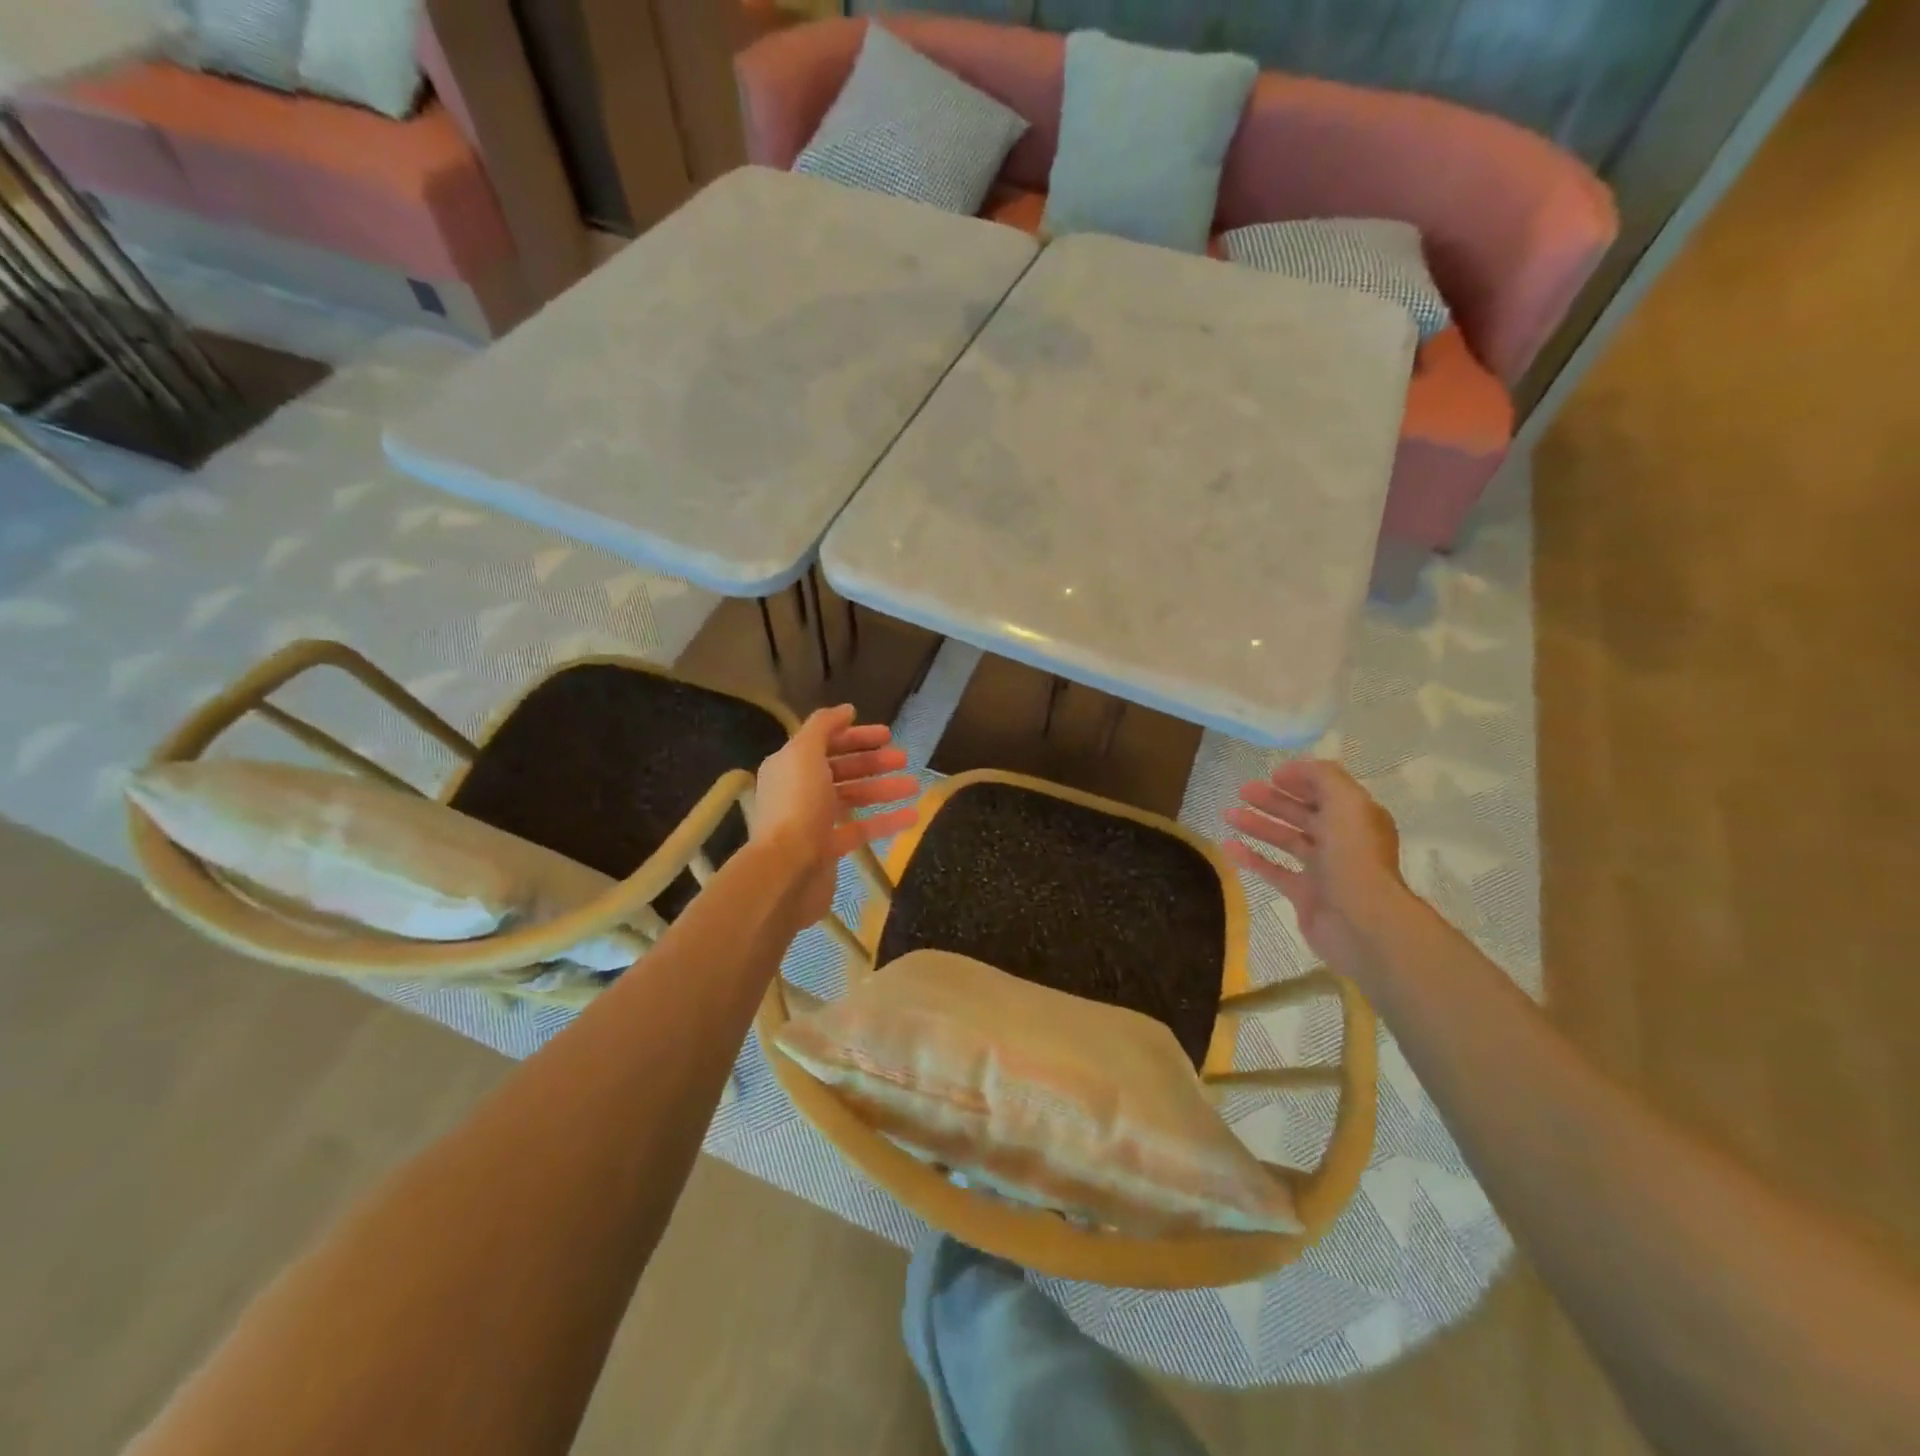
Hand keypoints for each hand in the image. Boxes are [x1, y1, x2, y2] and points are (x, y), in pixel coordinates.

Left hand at [750, 704, 918, 926]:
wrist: (786, 870)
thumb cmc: (797, 805)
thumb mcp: (805, 753)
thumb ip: (823, 726)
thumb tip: (846, 710)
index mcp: (789, 766)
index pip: (825, 743)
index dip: (855, 736)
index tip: (886, 734)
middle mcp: (799, 790)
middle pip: (840, 769)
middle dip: (872, 761)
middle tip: (903, 758)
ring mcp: (813, 821)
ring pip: (853, 798)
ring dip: (883, 789)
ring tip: (914, 786)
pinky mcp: (829, 849)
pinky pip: (861, 829)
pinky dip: (885, 821)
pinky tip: (912, 816)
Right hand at [1222, 759, 1409, 981]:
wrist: (1362, 923)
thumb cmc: (1354, 857)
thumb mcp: (1346, 803)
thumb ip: (1324, 778)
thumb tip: (1299, 768)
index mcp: (1356, 818)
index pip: (1327, 791)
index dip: (1301, 780)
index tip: (1272, 774)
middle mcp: (1341, 841)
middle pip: (1304, 814)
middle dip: (1274, 800)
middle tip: (1243, 790)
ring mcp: (1323, 869)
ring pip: (1286, 840)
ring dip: (1258, 825)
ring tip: (1228, 814)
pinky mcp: (1304, 894)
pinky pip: (1273, 870)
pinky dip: (1252, 858)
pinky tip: (1228, 847)